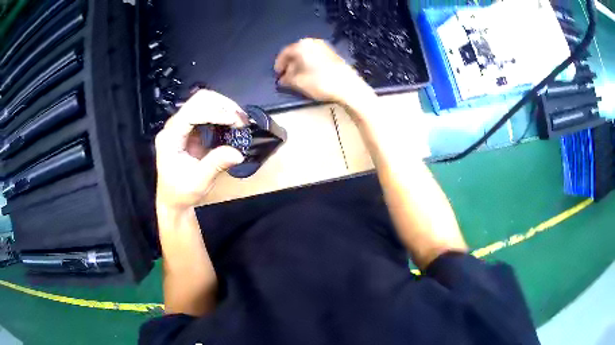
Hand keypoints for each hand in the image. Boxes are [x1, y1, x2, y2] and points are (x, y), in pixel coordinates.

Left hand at [155, 90, 246, 209]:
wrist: (172, 199)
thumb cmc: (181, 192)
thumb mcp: (198, 182)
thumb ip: (215, 165)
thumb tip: (237, 153)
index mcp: (170, 138)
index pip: (191, 114)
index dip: (214, 113)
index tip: (235, 122)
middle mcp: (173, 127)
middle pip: (198, 100)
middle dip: (222, 105)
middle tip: (241, 120)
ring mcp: (181, 126)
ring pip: (203, 102)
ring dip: (224, 107)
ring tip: (240, 120)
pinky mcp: (189, 128)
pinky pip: (206, 112)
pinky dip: (221, 114)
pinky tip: (231, 123)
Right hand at [274, 38, 365, 102]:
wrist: (348, 86)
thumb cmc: (320, 82)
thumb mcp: (298, 82)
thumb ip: (287, 79)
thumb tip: (282, 79)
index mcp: (302, 45)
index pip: (285, 52)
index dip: (279, 63)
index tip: (277, 73)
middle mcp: (313, 42)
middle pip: (297, 52)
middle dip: (290, 64)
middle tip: (286, 76)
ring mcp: (325, 47)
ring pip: (307, 54)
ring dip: (300, 64)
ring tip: (297, 77)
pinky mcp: (333, 54)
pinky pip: (316, 56)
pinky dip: (310, 64)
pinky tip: (310, 74)